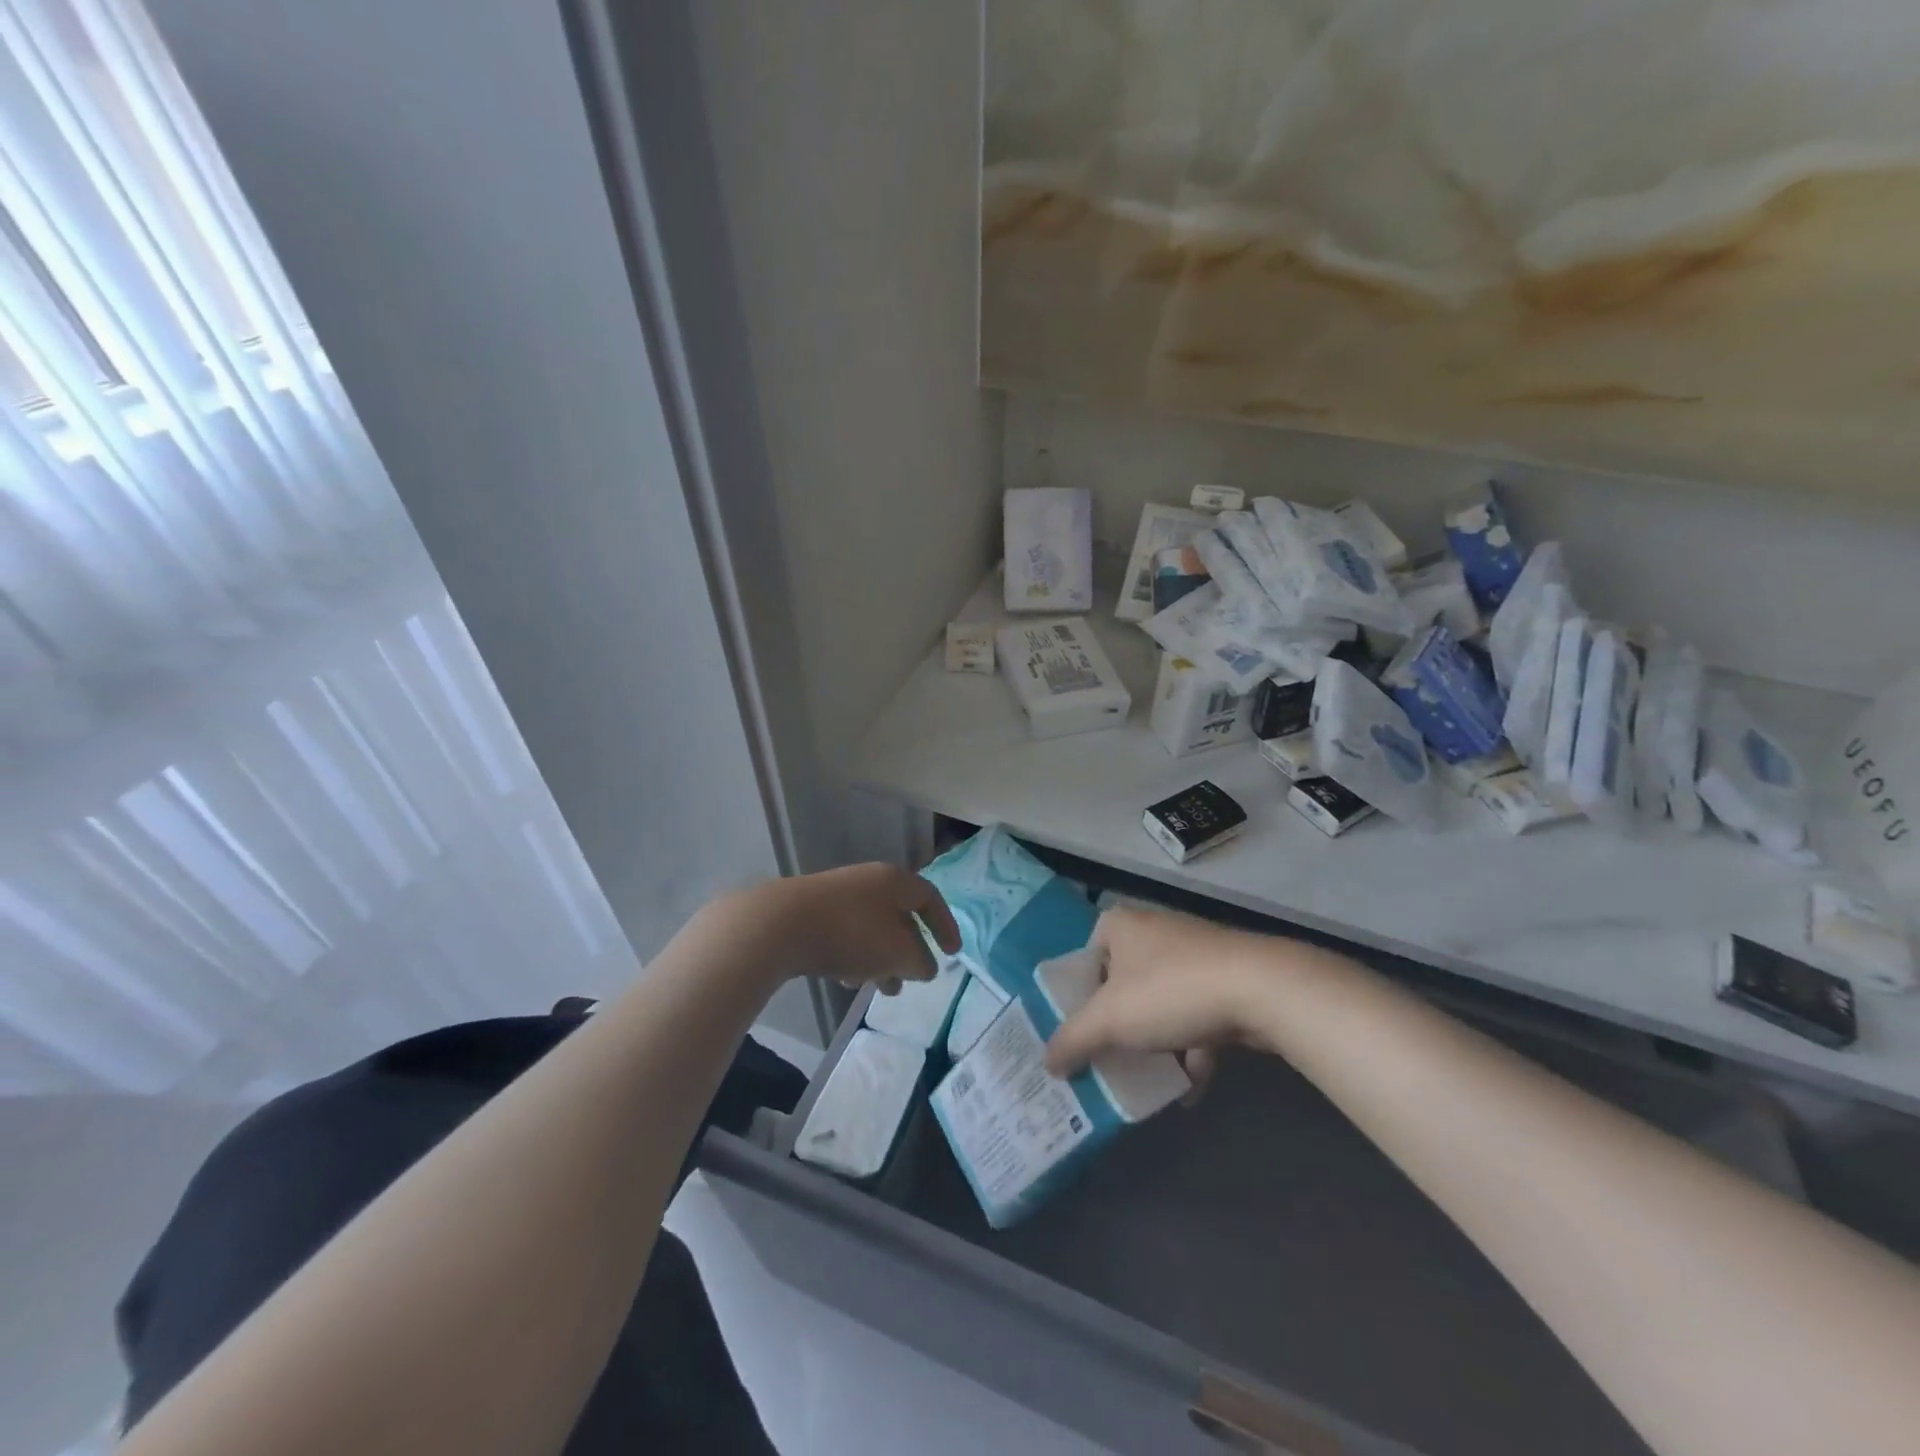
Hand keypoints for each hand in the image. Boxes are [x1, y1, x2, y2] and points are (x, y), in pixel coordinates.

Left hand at [738, 863, 960, 994]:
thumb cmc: (852, 934)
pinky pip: (845, 935)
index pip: (930, 898)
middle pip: (898, 917)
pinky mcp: (811, 912)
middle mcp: (868, 881)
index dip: (945, 926)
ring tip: (877, 989)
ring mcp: (837, 895)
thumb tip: (924, 966)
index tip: (952, 954)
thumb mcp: (899, 953)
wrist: (780, 925)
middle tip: (908, 981)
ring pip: (871, 930)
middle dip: (907, 953)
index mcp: (894, 881)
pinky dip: (854, 957)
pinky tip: (845, 979)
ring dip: (880, 960)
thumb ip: (920, 962)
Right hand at [1043, 906, 1276, 1098]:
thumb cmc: (1170, 991)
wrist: (1261, 990)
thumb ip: (1073, 1040)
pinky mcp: (1228, 980)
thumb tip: (1046, 1062)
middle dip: (1118, 1024)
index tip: (1077, 1029)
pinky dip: (1193, 1052)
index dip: (1078, 994)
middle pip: (1123, 983)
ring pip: (1163, 1003)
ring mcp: (1195, 955)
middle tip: (1104, 1058)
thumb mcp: (1110, 1020)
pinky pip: (1198, 1018)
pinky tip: (1190, 1092)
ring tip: (1145, 1081)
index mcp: (1121, 926)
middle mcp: (1156, 932)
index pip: (1086, 955)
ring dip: (1156, 1043)